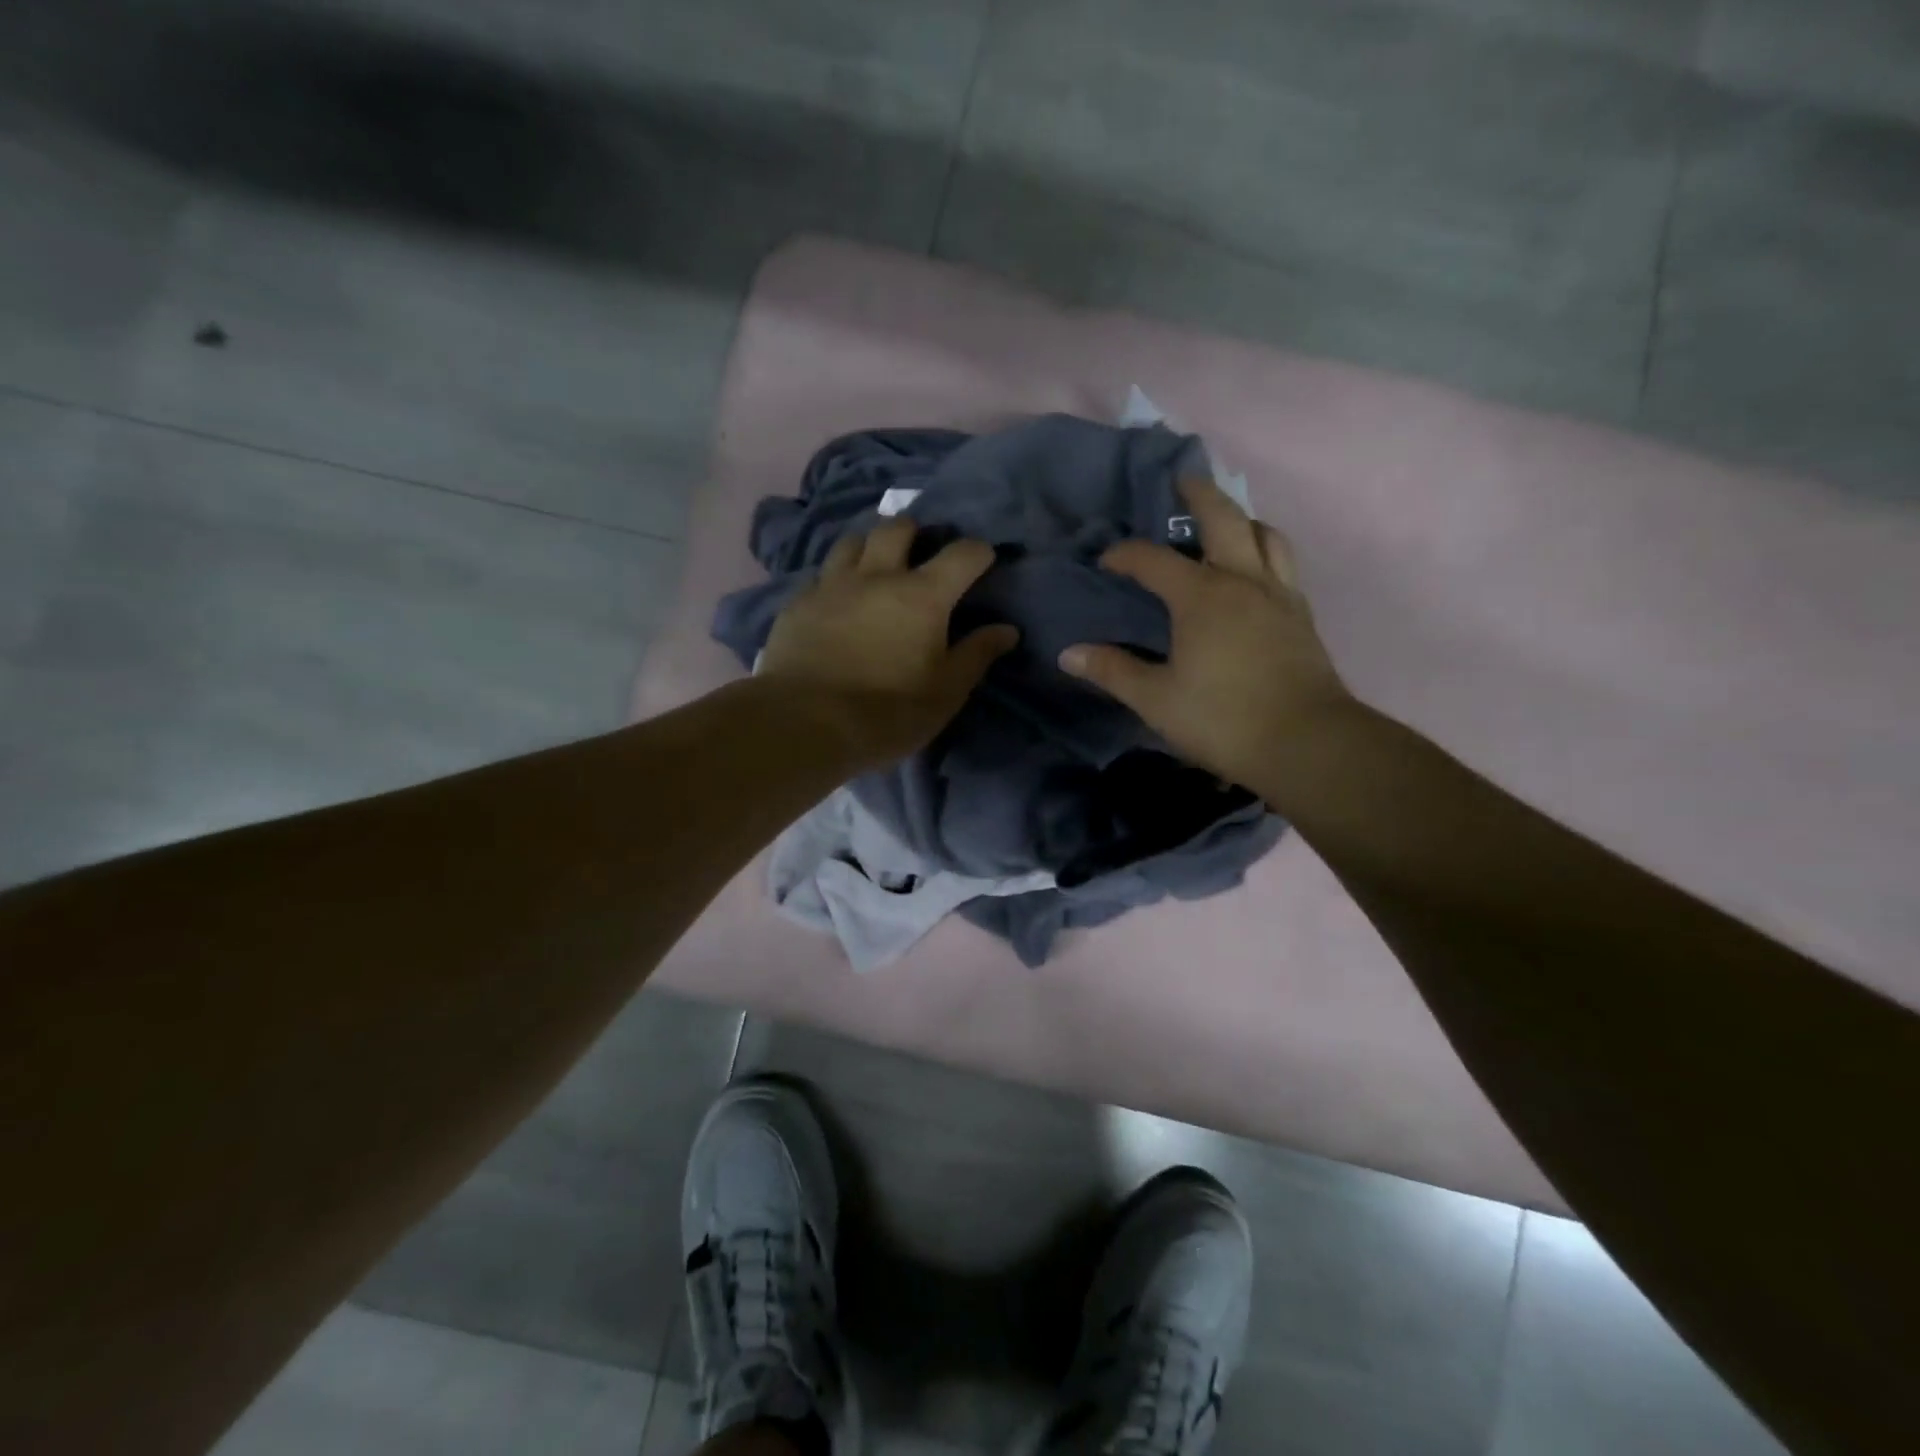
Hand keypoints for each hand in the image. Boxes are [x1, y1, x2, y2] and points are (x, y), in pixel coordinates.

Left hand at [758, 518, 1018, 767]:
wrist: (805, 723)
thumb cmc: (888, 712)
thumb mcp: (945, 693)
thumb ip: (976, 655)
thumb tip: (1007, 630)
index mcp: (923, 595)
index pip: (962, 554)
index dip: (979, 552)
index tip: (983, 561)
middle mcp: (878, 576)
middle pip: (897, 528)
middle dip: (915, 532)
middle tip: (919, 554)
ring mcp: (832, 585)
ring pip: (852, 541)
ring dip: (869, 547)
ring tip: (874, 568)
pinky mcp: (798, 603)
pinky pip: (821, 574)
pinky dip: (836, 579)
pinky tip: (836, 601)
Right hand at [1059, 476, 1354, 793]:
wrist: (1306, 743)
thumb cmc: (1222, 719)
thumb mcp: (1156, 699)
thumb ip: (1113, 671)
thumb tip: (1069, 654)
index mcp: (1201, 596)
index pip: (1153, 560)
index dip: (1125, 555)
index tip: (1106, 561)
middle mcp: (1243, 581)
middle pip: (1224, 518)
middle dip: (1199, 495)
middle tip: (1182, 481)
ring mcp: (1279, 595)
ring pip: (1266, 535)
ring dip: (1242, 520)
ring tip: (1226, 523)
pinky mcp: (1302, 615)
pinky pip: (1284, 564)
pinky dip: (1265, 551)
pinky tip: (1255, 571)